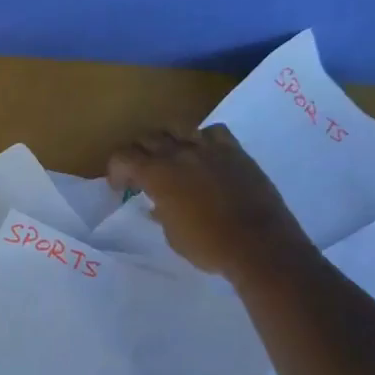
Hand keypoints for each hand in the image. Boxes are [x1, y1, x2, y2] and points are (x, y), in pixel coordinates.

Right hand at [106, 124, 306, 277]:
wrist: (259, 245)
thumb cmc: (208, 246)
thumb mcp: (173, 235)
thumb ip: (162, 212)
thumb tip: (160, 204)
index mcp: (158, 175)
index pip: (123, 157)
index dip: (116, 170)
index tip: (120, 186)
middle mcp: (180, 154)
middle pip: (148, 138)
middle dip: (138, 154)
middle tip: (141, 173)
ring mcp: (210, 149)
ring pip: (178, 128)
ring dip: (168, 141)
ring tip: (171, 158)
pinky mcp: (235, 151)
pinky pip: (213, 132)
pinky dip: (202, 139)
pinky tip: (204, 154)